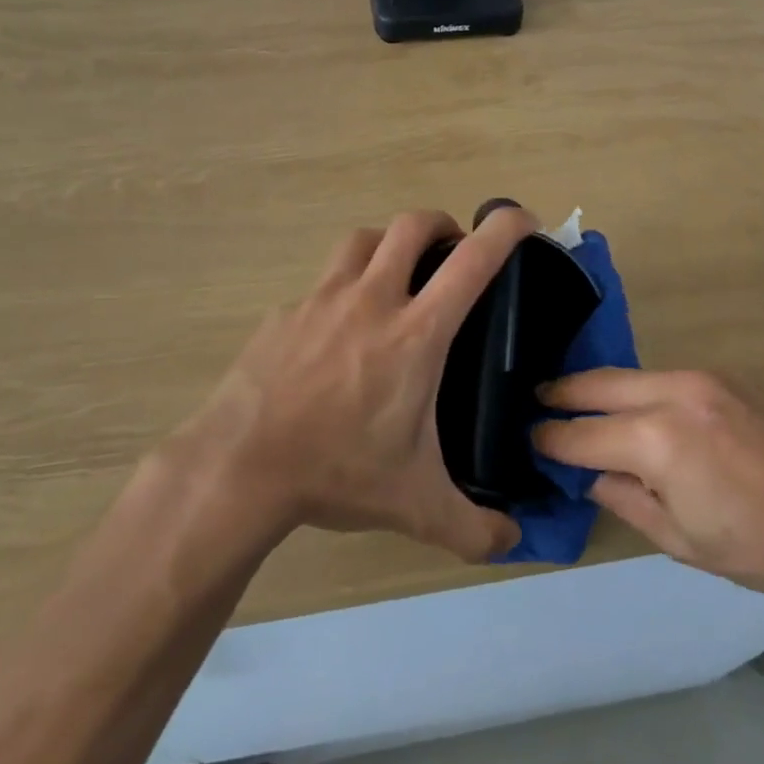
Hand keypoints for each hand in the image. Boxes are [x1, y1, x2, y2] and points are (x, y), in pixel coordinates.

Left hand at [179, 207, 533, 562]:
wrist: (240, 466)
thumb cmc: (337, 472)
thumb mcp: (416, 506)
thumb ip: (474, 528)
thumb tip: (513, 542)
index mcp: (416, 333)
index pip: (472, 260)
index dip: (505, 228)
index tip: (523, 221)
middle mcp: (371, 299)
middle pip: (411, 225)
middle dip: (442, 225)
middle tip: (452, 254)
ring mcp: (322, 299)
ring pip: (363, 239)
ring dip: (388, 245)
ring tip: (396, 277)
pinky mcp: (285, 312)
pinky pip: (322, 283)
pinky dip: (342, 290)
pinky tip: (337, 333)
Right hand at [533, 369, 763, 607]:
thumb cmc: (762, 548)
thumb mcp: (679, 540)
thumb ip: (623, 498)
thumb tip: (590, 472)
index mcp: (656, 440)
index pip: (580, 434)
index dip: (550, 440)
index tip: (530, 440)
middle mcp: (672, 393)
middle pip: (596, 384)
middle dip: (561, 394)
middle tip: (537, 402)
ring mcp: (703, 377)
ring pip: (631, 375)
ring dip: (602, 389)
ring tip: (582, 404)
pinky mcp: (727, 374)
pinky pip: (668, 377)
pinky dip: (643, 391)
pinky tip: (644, 410)